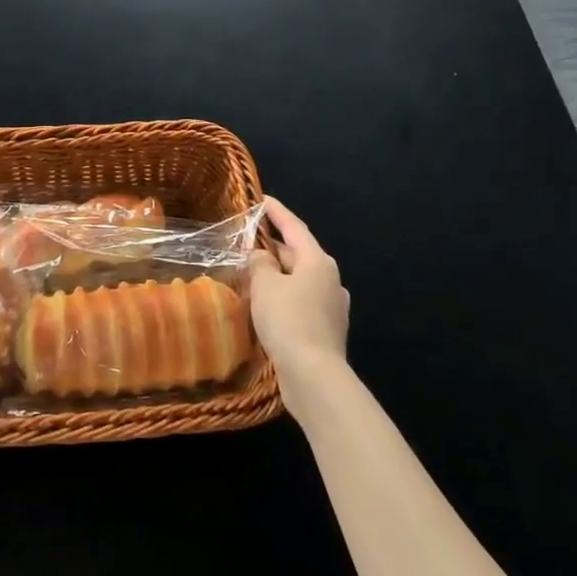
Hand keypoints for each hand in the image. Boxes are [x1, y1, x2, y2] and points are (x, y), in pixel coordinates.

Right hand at [250, 196, 350, 402]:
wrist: (314, 376)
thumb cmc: (288, 320)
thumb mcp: (265, 285)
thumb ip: (260, 263)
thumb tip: (261, 256)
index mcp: (318, 261)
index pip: (294, 227)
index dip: (276, 212)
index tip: (261, 199)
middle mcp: (330, 279)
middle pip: (297, 254)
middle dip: (272, 247)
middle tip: (245, 242)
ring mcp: (331, 306)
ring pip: (298, 280)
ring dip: (276, 275)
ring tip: (249, 274)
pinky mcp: (325, 329)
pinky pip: (300, 302)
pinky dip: (282, 297)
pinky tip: (264, 306)